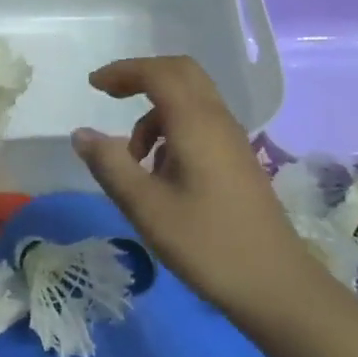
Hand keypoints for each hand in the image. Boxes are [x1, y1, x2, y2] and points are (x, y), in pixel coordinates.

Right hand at [71, 56, 312, 316]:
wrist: (276, 285)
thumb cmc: (207, 244)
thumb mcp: (147, 208)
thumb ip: (111, 165)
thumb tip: (81, 134)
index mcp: (196, 122)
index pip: (157, 73)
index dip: (123, 71)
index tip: (93, 84)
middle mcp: (217, 119)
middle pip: (180, 73)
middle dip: (142, 77)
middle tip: (110, 96)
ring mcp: (232, 139)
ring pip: (190, 99)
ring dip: (155, 113)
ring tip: (133, 160)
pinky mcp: (237, 159)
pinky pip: (200, 122)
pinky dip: (172, 129)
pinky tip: (161, 173)